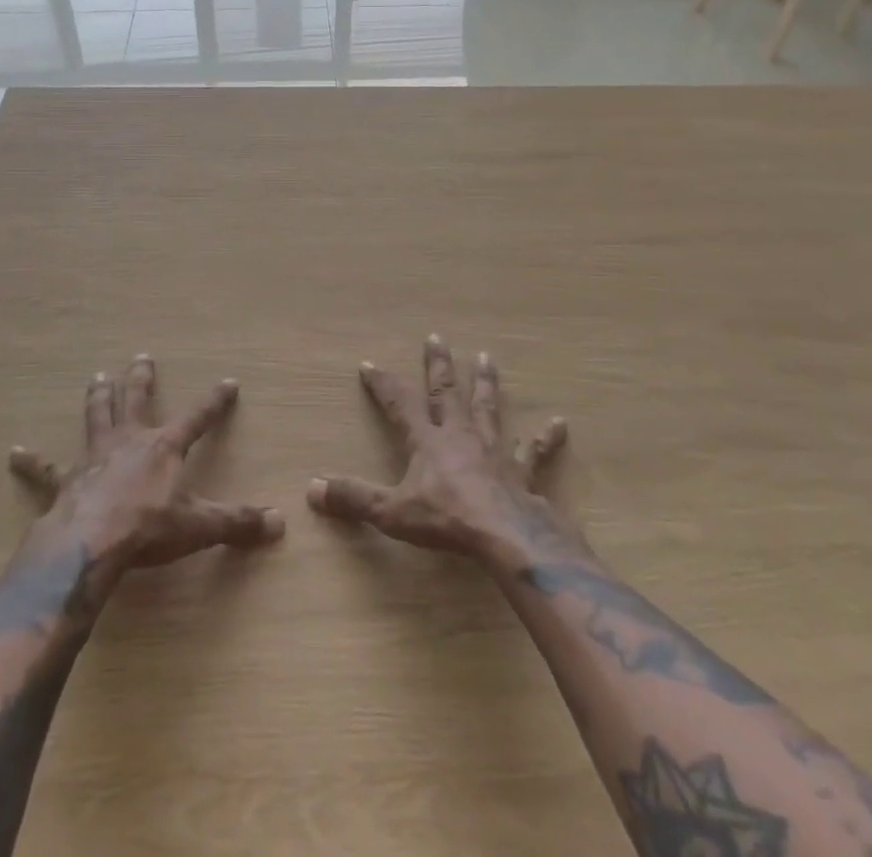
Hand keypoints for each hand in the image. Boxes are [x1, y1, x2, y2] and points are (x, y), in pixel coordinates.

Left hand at [10, 356, 284, 589]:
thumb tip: (278, 524)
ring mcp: (94, 457)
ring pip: (96, 417)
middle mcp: (130, 441)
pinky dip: (31, 462)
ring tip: (97, 376)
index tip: (228, 382)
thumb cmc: (149, 529)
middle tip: (140, 357)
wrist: (91, 544)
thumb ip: (237, 523)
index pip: (198, 417)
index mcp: (164, 447)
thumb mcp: (200, 526)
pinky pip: (46, 469)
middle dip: (141, 379)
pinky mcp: (66, 481)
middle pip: (136, 401)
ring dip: (98, 397)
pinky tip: (14, 452)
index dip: (214, 401)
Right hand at [308, 335, 572, 563]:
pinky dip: (544, 439)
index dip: (383, 384)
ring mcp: (493, 450)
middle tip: (436, 336)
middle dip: (438, 365)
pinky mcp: (522, 472)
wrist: (505, 536)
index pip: (398, 404)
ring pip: (488, 409)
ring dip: (485, 384)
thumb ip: (353, 498)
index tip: (369, 363)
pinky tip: (559, 424)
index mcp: (427, 441)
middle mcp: (459, 435)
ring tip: (487, 358)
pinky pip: (534, 453)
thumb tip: (312, 489)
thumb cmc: (446, 520)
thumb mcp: (391, 512)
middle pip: (446, 392)